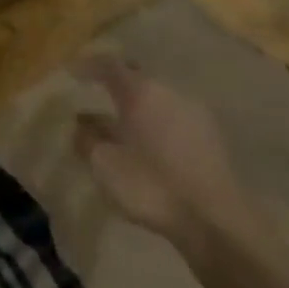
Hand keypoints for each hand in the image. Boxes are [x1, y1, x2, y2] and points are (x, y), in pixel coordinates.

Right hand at [74, 64, 264, 259]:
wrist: (217, 222)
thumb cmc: (152, 185)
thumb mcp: (105, 164)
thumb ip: (88, 140)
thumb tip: (82, 125)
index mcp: (141, 92)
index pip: (110, 65)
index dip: (89, 66)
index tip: (72, 72)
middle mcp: (169, 93)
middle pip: (137, 78)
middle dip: (116, 83)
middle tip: (97, 92)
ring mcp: (194, 113)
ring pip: (157, 98)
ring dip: (137, 106)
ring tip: (120, 122)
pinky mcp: (211, 138)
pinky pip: (174, 117)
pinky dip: (156, 122)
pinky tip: (148, 143)